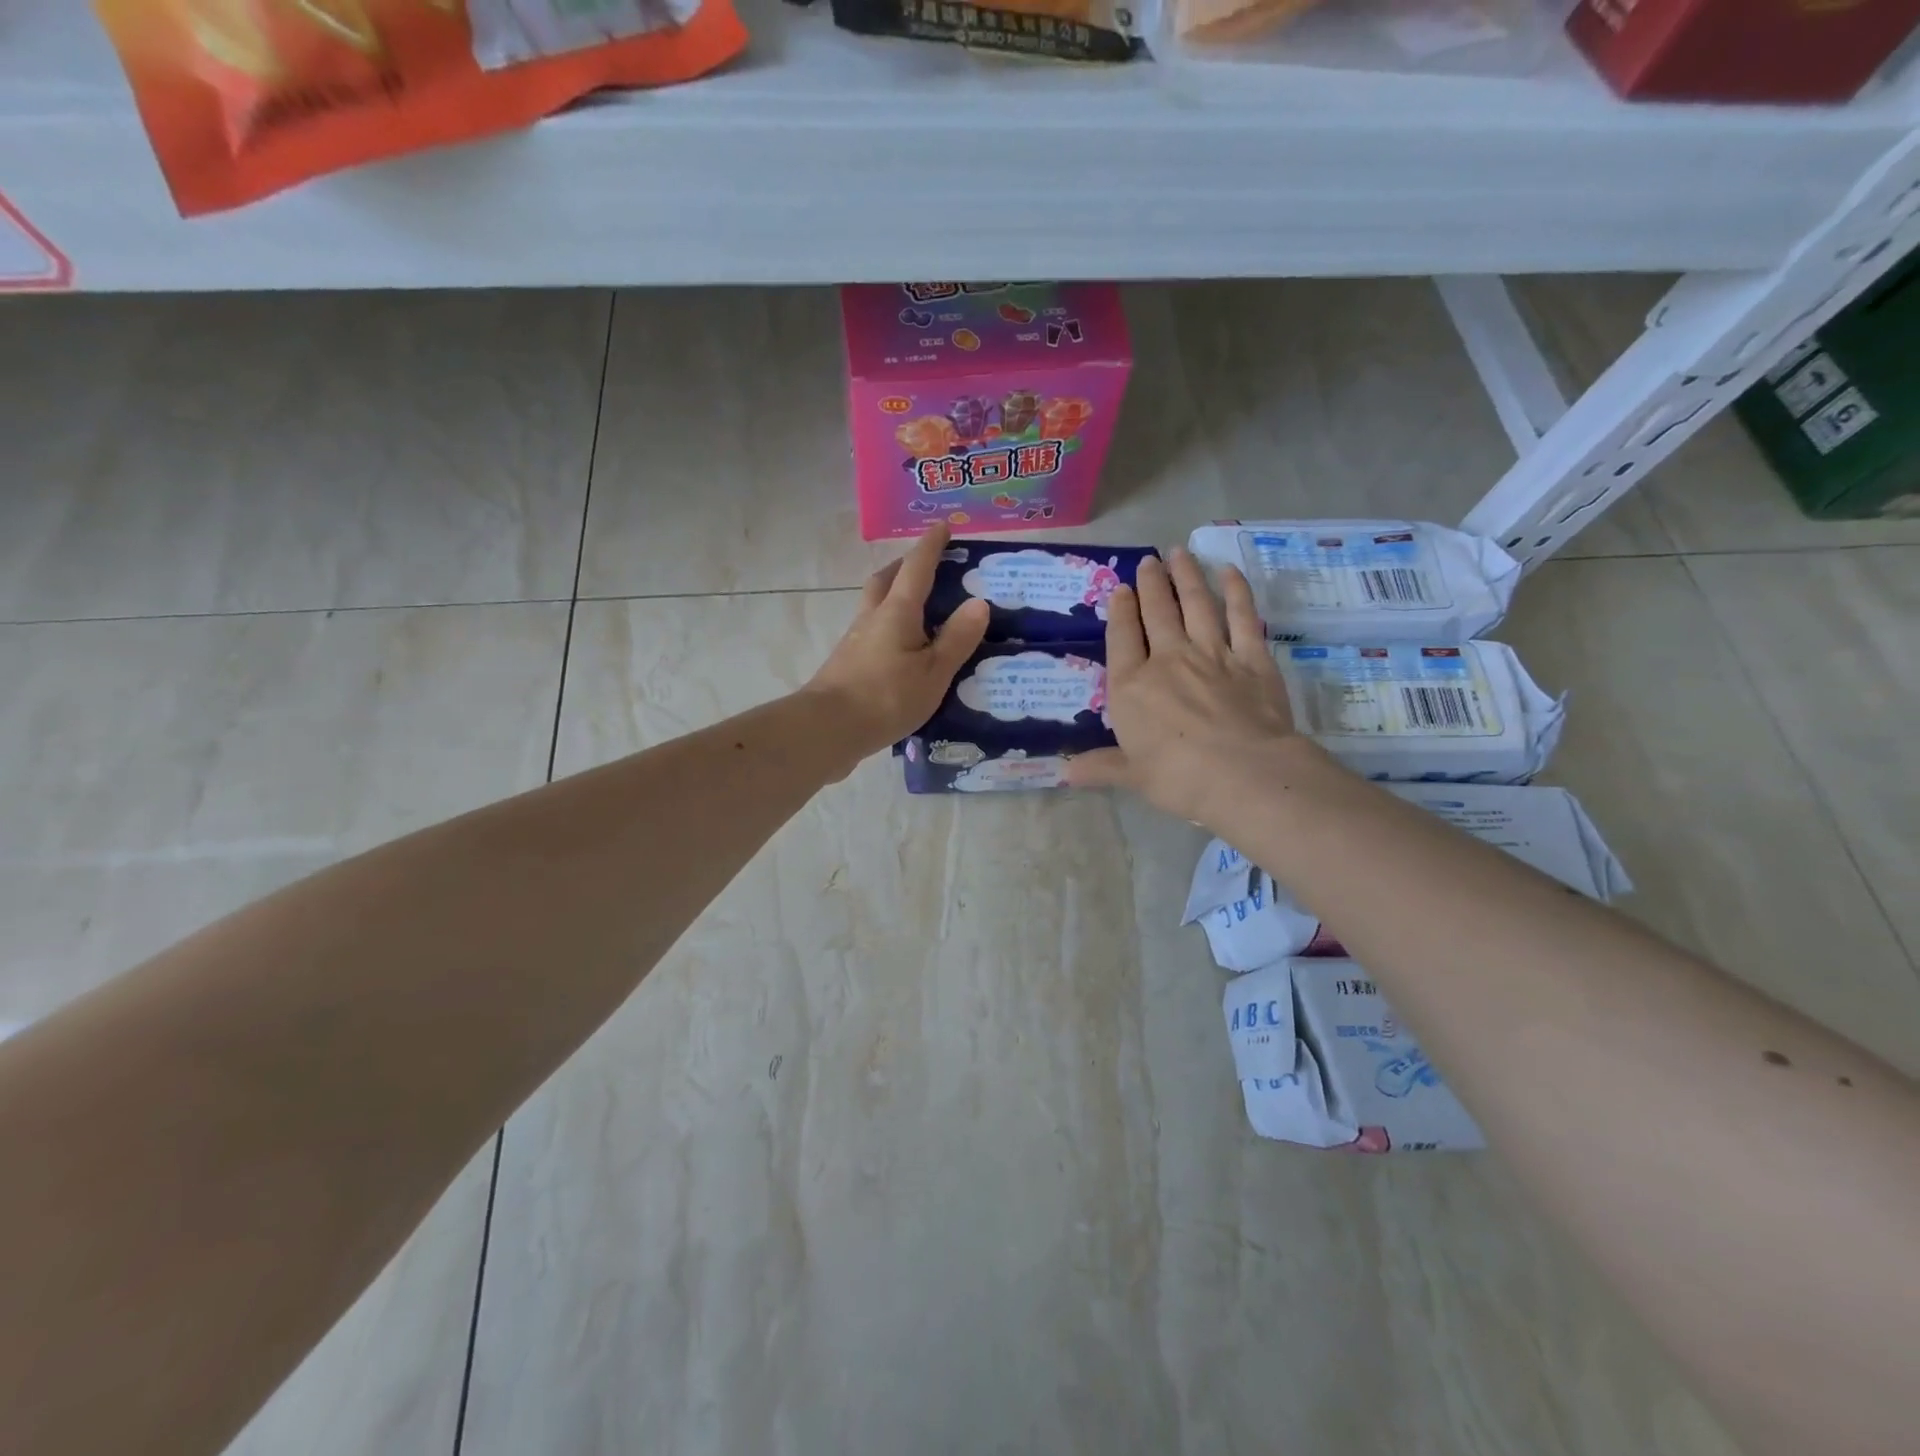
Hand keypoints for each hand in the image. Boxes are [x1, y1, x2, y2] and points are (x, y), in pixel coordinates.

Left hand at [803, 524, 990, 763]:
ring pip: (875, 607)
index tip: (943, 526)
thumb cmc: (886, 697)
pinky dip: (888, 629)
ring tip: (918, 609)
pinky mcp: (847, 666)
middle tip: (925, 566)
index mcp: (897, 612)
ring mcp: (855, 642)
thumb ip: (956, 639)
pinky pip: (872, 634)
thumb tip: (979, 603)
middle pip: (886, 581)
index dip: (931, 546)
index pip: (917, 568)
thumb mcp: (933, 672)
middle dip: (905, 567)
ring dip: (893, 597)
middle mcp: (872, 618)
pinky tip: (901, 650)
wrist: (828, 729)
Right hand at [1065, 549, 1315, 823]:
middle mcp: (1169, 660)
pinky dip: (1236, 591)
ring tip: (1179, 553)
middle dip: (1151, 584)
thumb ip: (1101, 767)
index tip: (1121, 589)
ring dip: (1187, 576)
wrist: (1242, 773)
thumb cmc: (1177, 778)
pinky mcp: (1252, 658)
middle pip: (1158, 613)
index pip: (1122, 639)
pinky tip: (1229, 572)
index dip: (1121, 611)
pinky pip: (1242, 617)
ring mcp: (1212, 654)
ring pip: (1196, 605)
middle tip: (1149, 561)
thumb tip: (1065, 772)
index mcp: (1132, 686)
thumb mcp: (1132, 775)